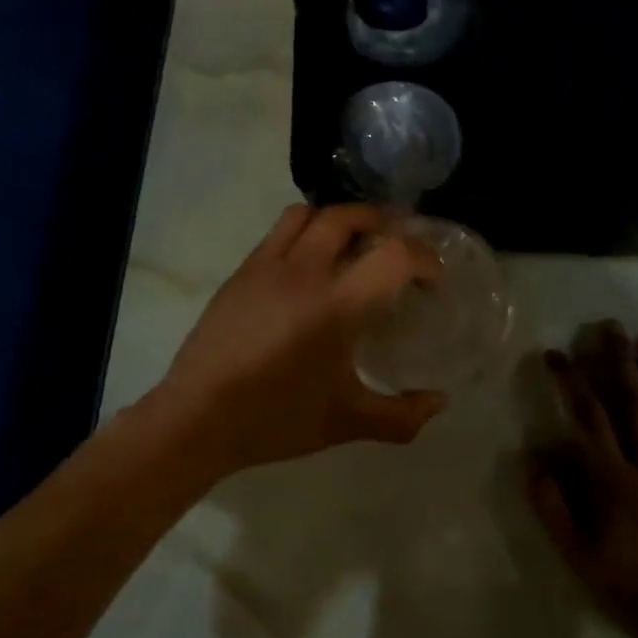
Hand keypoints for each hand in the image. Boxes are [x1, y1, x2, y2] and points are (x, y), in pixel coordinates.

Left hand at [144, 203, 447, 480]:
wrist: (197, 418)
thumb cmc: (275, 420)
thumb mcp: (346, 423)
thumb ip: (401, 416)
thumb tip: (441, 402)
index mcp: (336, 306)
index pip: (393, 255)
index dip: (423, 258)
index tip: (431, 278)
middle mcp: (303, 272)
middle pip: (349, 216)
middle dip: (382, 221)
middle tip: (397, 243)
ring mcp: (266, 266)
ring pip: (308, 214)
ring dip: (339, 218)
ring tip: (352, 242)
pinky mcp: (241, 272)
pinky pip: (278, 232)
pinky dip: (304, 232)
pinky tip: (308, 264)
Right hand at [530, 321, 637, 630]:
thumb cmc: (627, 590)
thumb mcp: (575, 554)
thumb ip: (552, 506)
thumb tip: (533, 459)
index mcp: (615, 480)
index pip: (588, 419)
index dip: (570, 382)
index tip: (556, 352)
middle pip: (634, 405)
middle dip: (619, 362)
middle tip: (612, 326)